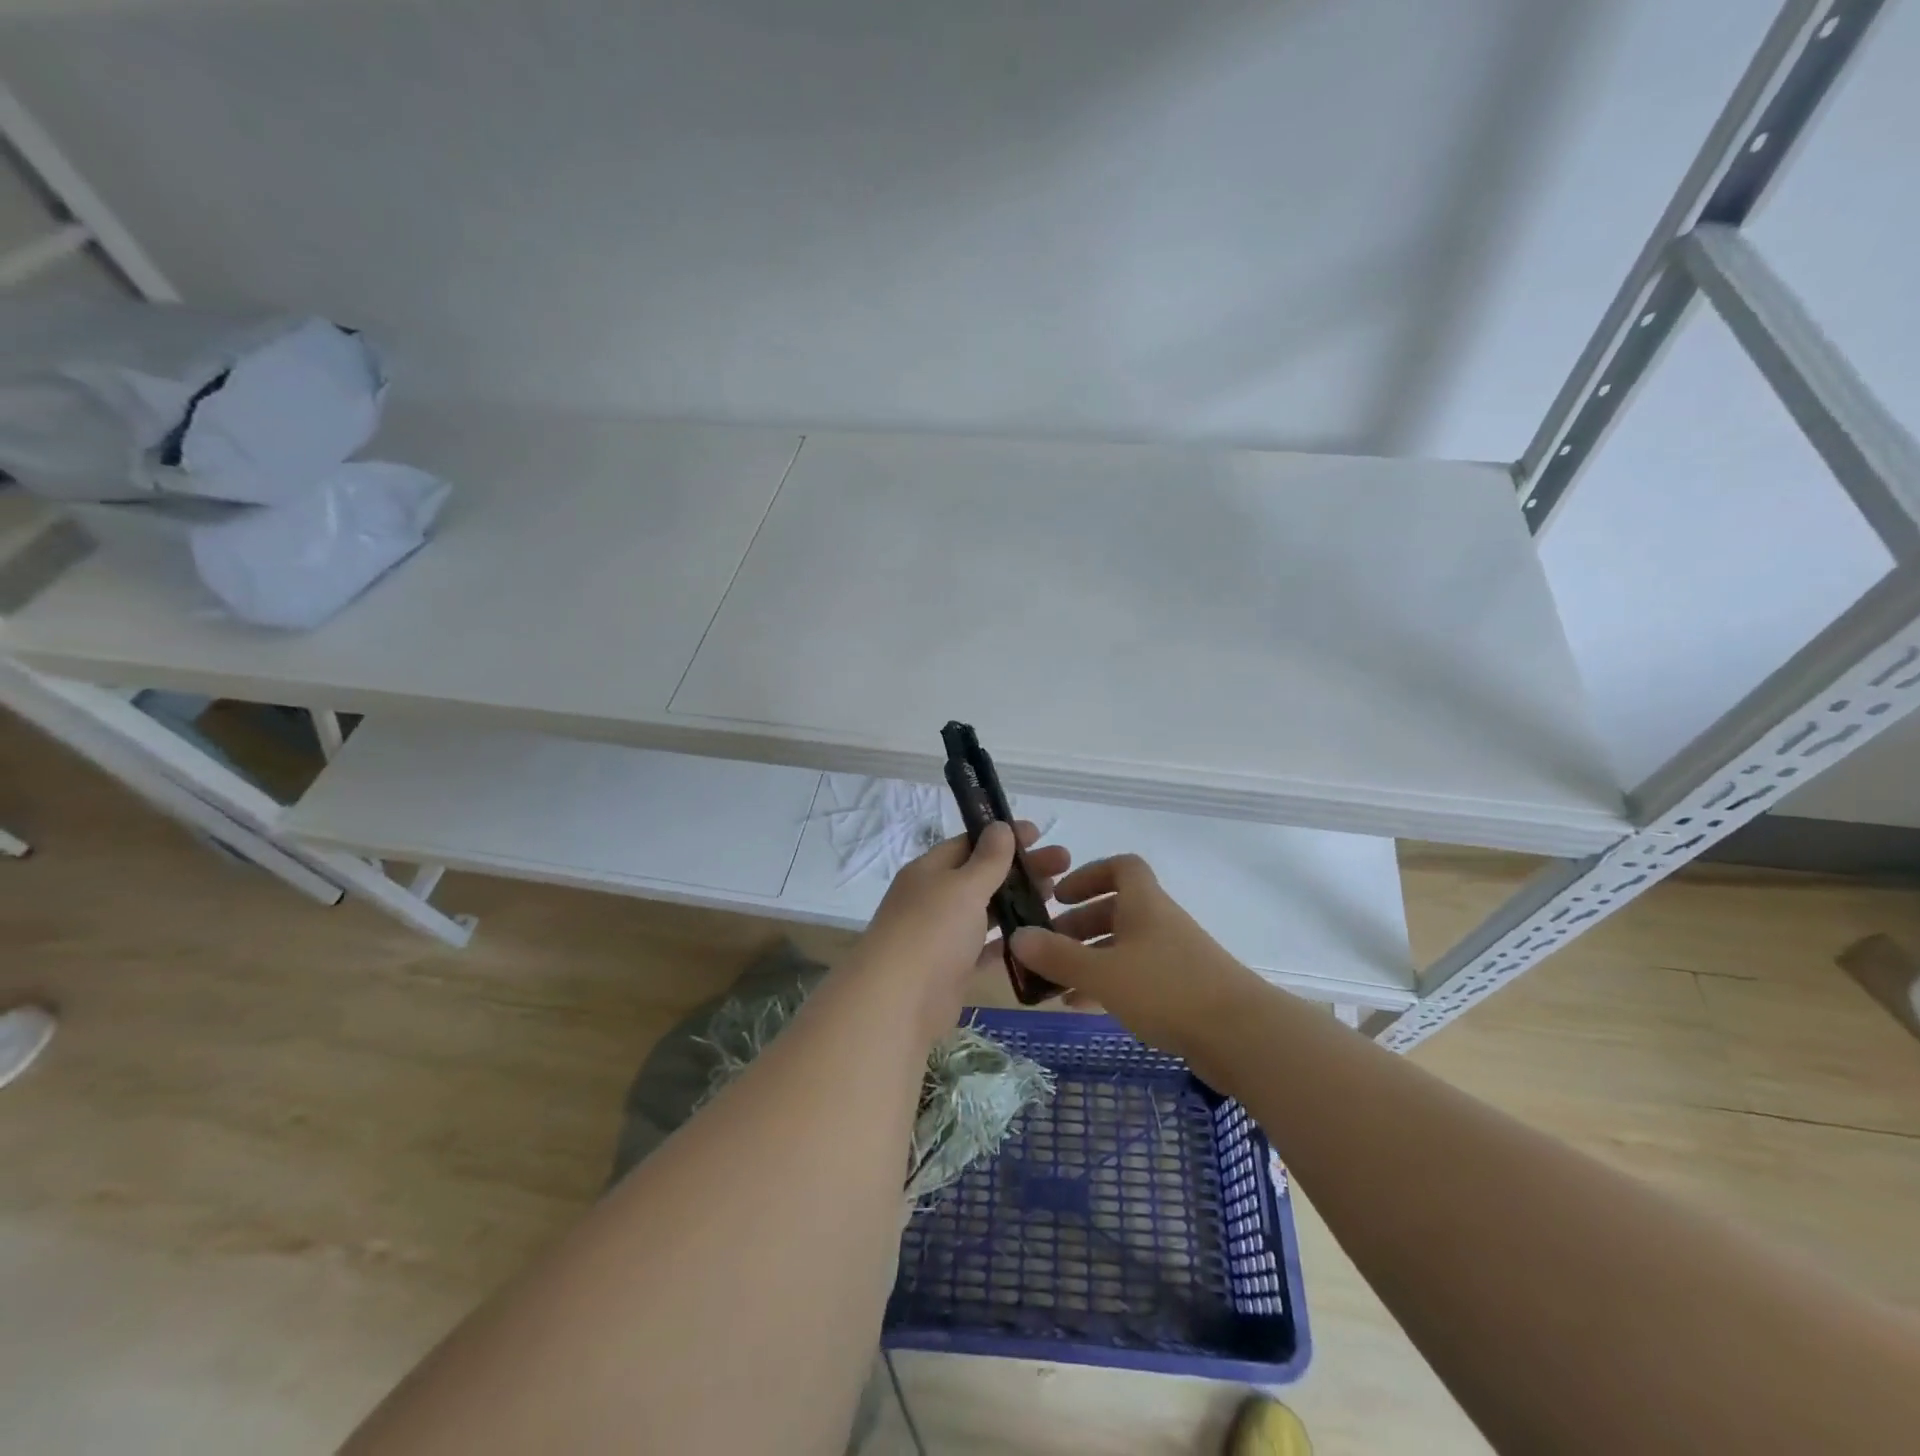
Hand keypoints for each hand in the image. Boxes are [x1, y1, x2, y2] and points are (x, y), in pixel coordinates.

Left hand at [852, 820, 1070, 1040]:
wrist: (898, 1002)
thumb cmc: (931, 931)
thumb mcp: (963, 887)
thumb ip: (987, 859)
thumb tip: (1000, 826)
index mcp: (929, 871)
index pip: (969, 843)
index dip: (1002, 836)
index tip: (1039, 834)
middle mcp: (934, 898)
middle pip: (982, 875)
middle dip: (1020, 868)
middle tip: (1063, 864)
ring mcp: (943, 935)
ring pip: (986, 910)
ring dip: (1018, 901)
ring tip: (1056, 895)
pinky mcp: (954, 968)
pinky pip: (987, 947)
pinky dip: (1010, 940)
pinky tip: (1040, 935)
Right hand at [1010, 854, 1255, 1055]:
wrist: (1241, 1036)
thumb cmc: (1166, 989)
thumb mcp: (1102, 971)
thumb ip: (1057, 956)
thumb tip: (1017, 936)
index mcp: (1144, 904)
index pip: (1121, 867)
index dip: (1089, 874)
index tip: (1061, 896)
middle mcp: (1159, 922)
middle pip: (1116, 909)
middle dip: (1079, 924)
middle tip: (1048, 946)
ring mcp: (1173, 957)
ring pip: (1123, 946)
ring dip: (1089, 957)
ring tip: (1055, 981)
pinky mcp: (1182, 990)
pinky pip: (1135, 976)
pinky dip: (1107, 984)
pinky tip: (1082, 1006)